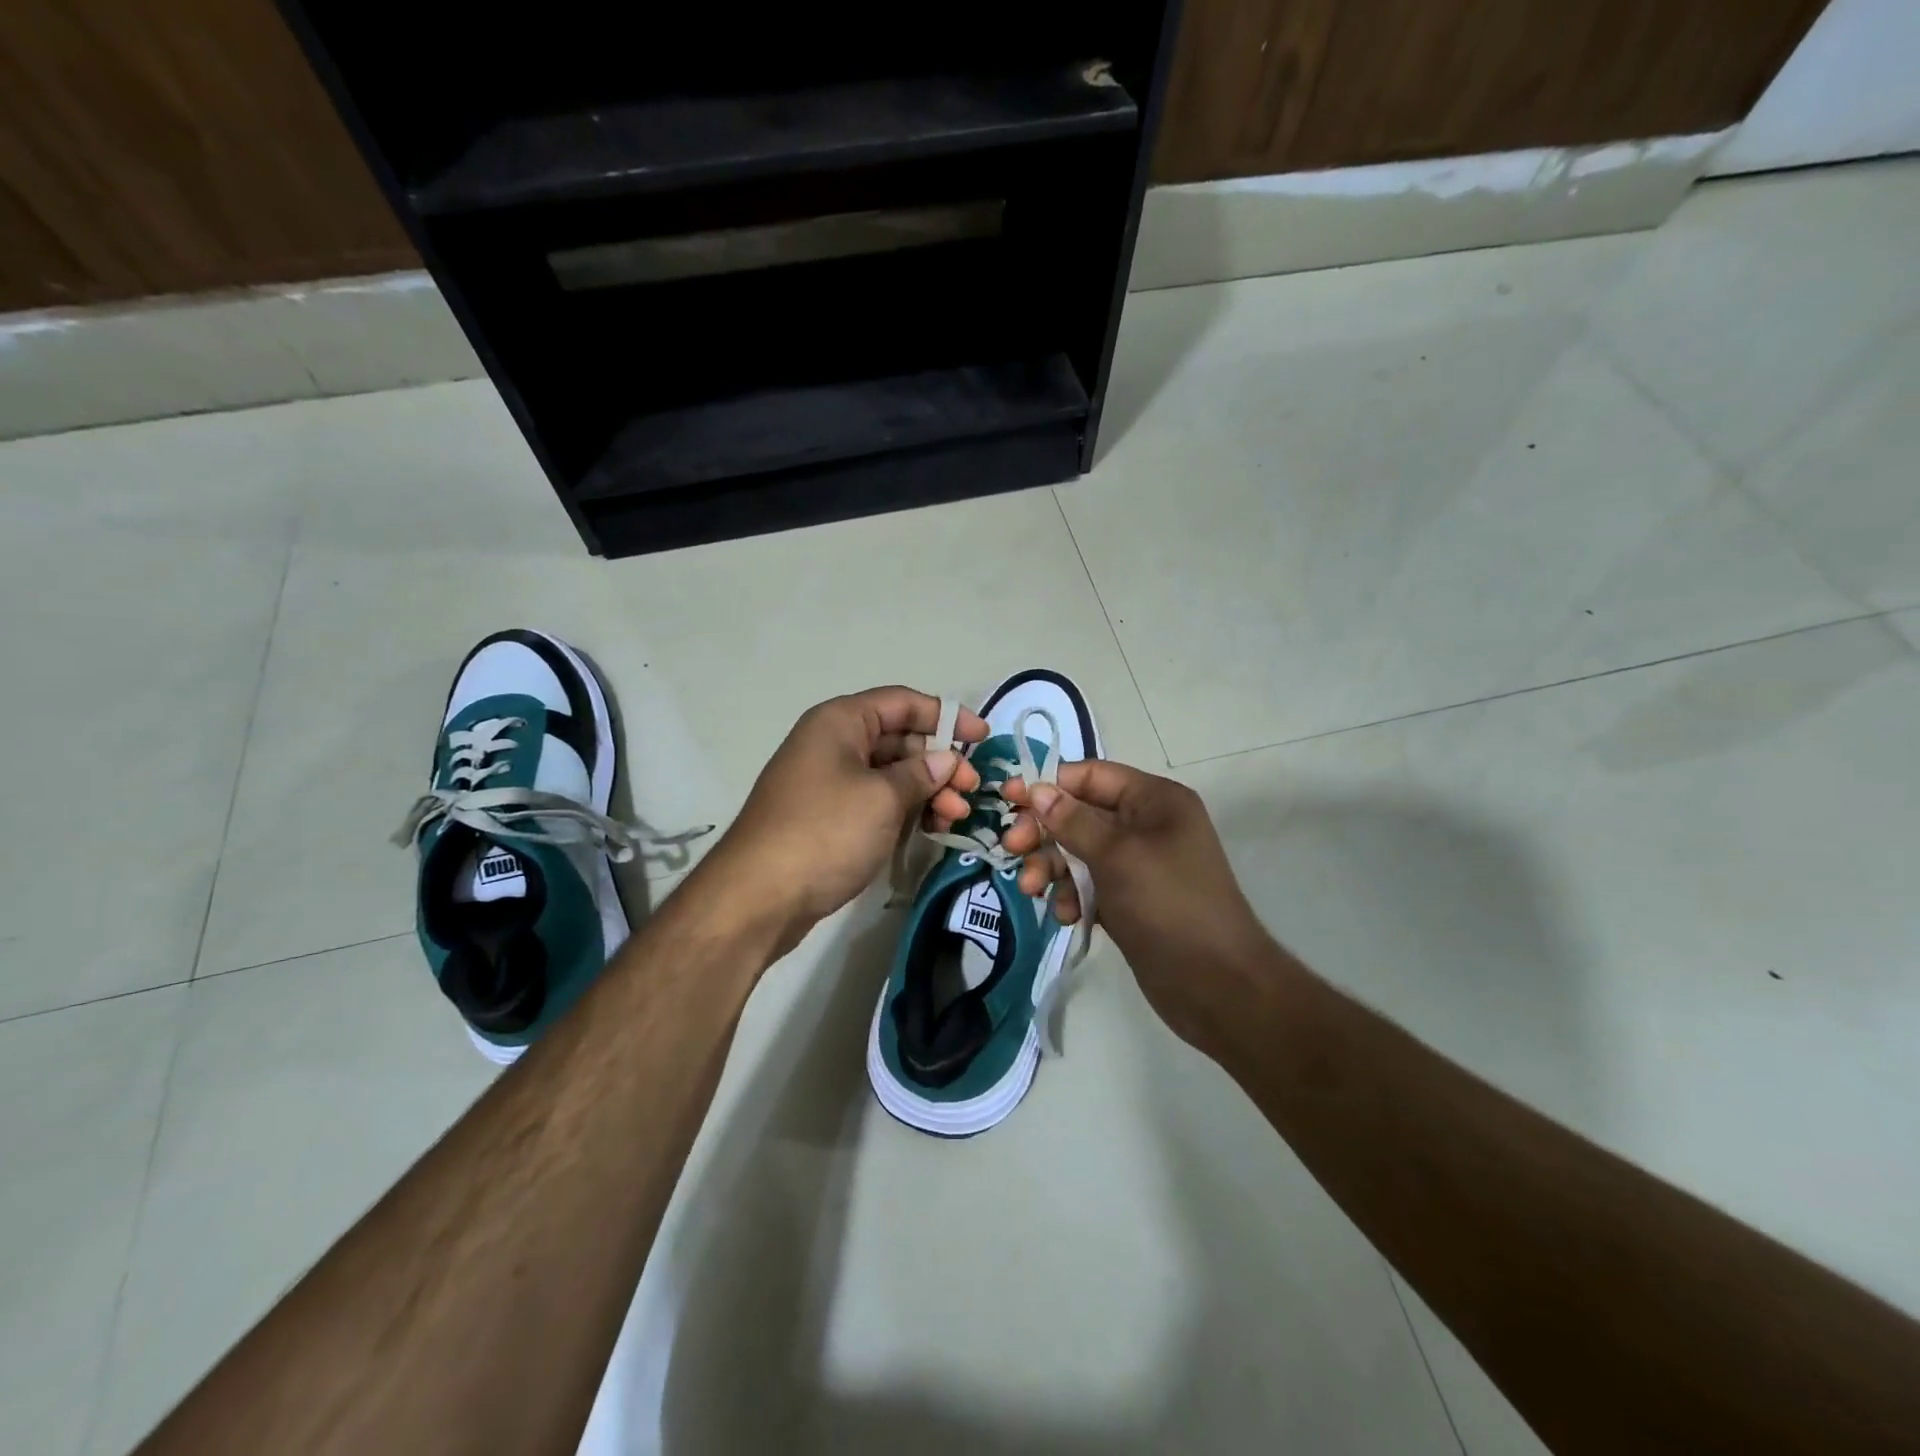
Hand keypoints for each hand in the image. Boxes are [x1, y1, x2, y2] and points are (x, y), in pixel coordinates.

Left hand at [698, 687, 985, 949]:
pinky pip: (877, 801)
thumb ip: (921, 774)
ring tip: (955, 818)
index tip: (983, 739)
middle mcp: (833, 743)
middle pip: (900, 739)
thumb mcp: (882, 798)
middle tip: (971, 791)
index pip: (903, 702)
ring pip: (891, 774)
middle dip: (940, 762)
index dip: (947, 716)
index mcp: (841, 722)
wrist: (758, 897)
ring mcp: (829, 781)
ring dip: (928, 791)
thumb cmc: (824, 833)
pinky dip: (906, 810)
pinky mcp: (830, 816)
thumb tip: (947, 760)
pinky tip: (931, 830)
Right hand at [1001, 761, 1272, 1046]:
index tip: (1008, 798)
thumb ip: (1073, 821)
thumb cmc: (1169, 905)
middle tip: (1012, 848)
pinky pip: (1088, 885)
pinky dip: (1071, 895)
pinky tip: (1065, 915)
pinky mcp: (1128, 899)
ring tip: (1031, 888)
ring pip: (1078, 851)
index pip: (1091, 776)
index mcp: (1154, 800)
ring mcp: (1137, 865)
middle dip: (1044, 831)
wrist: (1216, 985)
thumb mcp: (1118, 856)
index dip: (1049, 784)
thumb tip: (1038, 788)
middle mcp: (1145, 825)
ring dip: (1050, 866)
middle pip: (1079, 813)